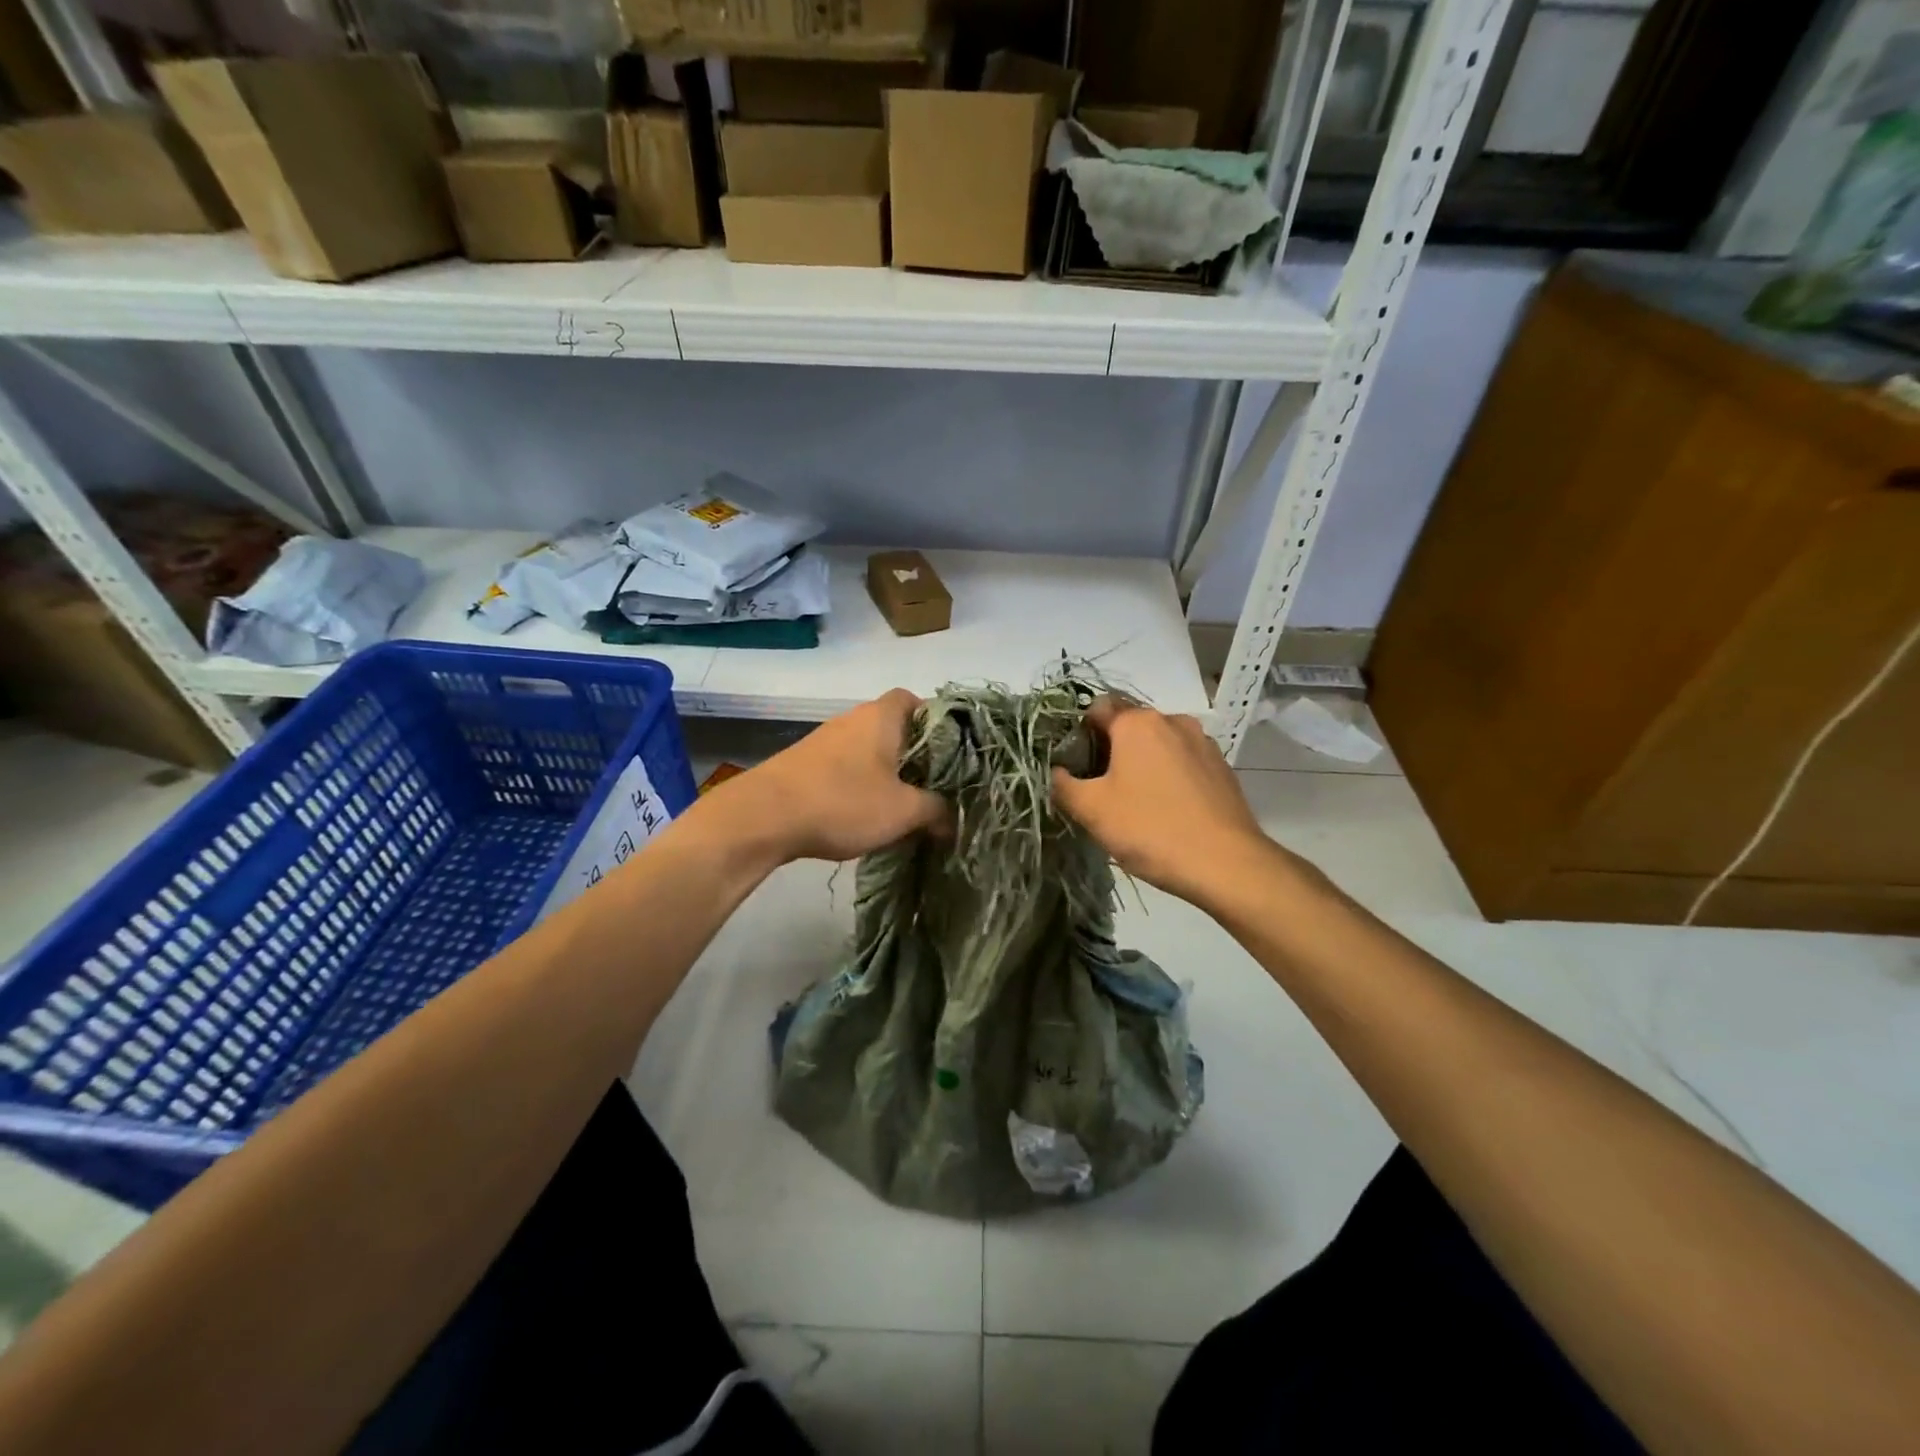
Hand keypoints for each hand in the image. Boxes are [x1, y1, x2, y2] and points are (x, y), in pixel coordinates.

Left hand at [718, 689, 947, 864]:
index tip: (950, 753)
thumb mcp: (902, 811)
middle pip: (894, 728)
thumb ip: (936, 811)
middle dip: (915, 756)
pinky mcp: (805, 764)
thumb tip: (953, 820)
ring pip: (869, 750)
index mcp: (881, 716)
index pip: (915, 700)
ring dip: (887, 773)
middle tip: (933, 786)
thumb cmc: (843, 802)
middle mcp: (853, 719)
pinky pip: (846, 767)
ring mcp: (825, 740)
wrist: (763, 817)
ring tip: (902, 806)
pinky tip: (865, 814)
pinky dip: (861, 784)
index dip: (936, 722)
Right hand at [1051, 698, 1276, 906]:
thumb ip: (1063, 784)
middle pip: (1129, 725)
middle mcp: (1173, 721)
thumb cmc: (1150, 829)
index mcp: (1137, 723)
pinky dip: (1169, 776)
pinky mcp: (1222, 768)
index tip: (1074, 767)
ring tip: (1135, 803)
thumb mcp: (1092, 810)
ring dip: (1142, 763)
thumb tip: (1056, 772)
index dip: (1079, 733)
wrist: (1226, 864)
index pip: (1096, 708)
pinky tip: (1167, 810)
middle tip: (1100, 791)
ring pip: (1158, 744)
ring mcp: (1203, 743)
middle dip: (1110, 751)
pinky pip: (1183, 762)